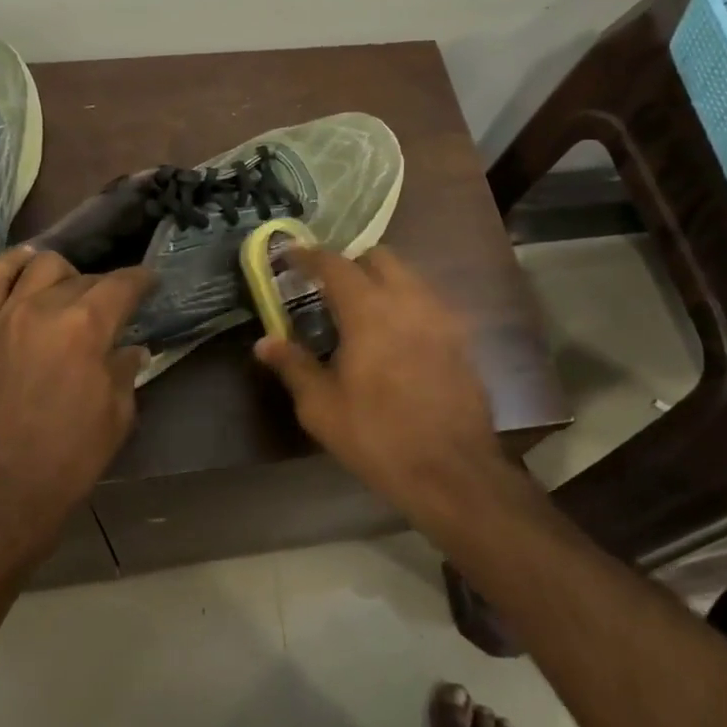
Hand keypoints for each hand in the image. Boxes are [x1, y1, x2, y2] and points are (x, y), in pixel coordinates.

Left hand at [0, 248, 152, 553]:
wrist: (4, 490)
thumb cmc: (72, 455)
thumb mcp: (118, 412)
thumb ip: (125, 369)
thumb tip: (130, 348)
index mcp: (88, 325)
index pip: (123, 284)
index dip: (142, 281)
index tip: (152, 284)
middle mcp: (47, 307)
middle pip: (85, 277)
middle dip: (107, 287)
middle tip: (116, 308)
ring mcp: (9, 315)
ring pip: (42, 266)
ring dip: (65, 274)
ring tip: (73, 291)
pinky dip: (10, 266)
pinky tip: (27, 265)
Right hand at [253, 245, 505, 511]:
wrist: (452, 471)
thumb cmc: (377, 436)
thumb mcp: (322, 407)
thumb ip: (293, 366)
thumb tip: (264, 342)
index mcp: (368, 310)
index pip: (334, 264)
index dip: (309, 255)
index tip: (291, 254)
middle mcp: (408, 300)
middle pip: (379, 257)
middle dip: (352, 263)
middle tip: (329, 286)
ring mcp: (441, 317)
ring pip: (409, 277)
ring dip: (382, 282)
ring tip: (362, 312)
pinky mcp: (462, 338)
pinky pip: (428, 303)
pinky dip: (406, 305)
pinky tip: (396, 337)